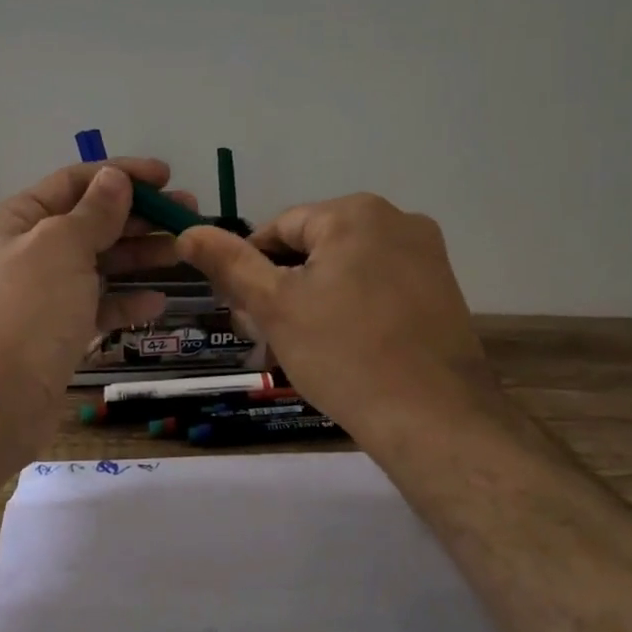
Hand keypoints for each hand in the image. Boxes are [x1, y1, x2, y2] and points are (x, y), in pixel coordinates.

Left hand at [0, 159, 195, 418]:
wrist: (1, 397)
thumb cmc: (31, 309)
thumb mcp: (63, 246)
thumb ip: (95, 210)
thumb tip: (115, 177)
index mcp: (17, 220)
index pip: (74, 182)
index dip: (121, 174)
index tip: (166, 176)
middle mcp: (27, 250)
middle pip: (90, 221)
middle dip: (138, 215)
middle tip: (188, 212)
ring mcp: (43, 292)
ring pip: (98, 262)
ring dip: (140, 254)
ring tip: (183, 250)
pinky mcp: (57, 329)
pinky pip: (97, 304)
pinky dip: (125, 300)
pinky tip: (157, 301)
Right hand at [176, 194, 500, 443]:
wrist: (432, 419)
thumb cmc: (344, 355)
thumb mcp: (275, 307)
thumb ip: (230, 263)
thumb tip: (187, 231)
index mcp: (356, 213)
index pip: (280, 229)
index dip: (252, 269)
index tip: (245, 313)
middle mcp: (398, 219)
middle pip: (316, 248)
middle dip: (286, 288)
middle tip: (271, 339)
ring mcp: (428, 255)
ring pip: (348, 269)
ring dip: (317, 300)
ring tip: (305, 349)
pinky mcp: (443, 289)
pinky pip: (380, 287)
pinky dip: (355, 309)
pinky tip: (346, 348)